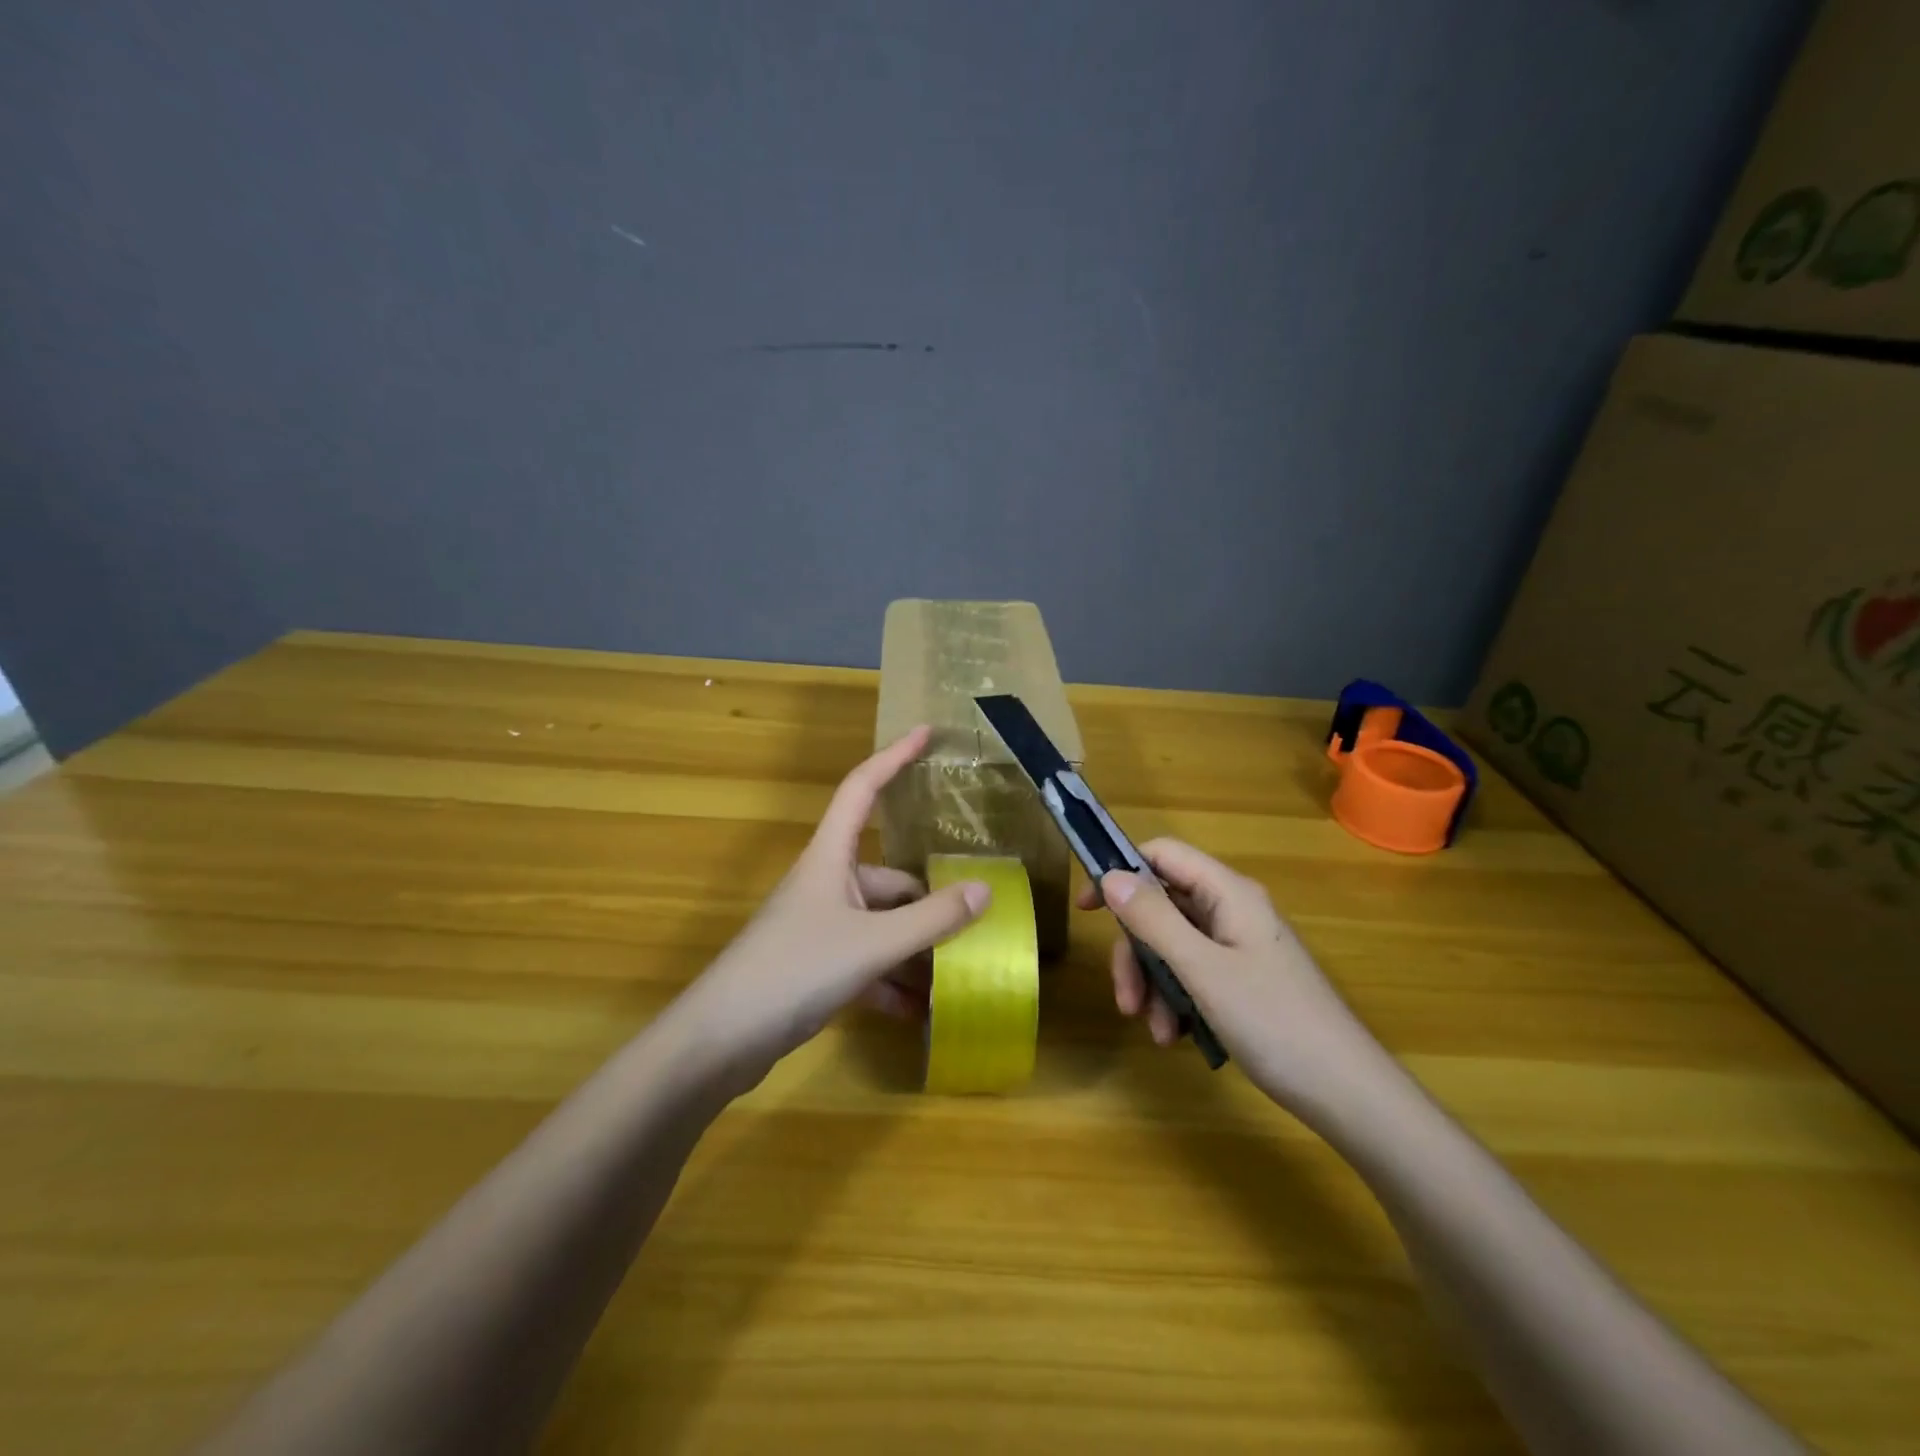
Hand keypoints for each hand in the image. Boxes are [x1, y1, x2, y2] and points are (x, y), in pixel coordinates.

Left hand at [669, 725, 990, 1093]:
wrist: (719, 1041)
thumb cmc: (794, 971)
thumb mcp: (872, 944)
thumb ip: (931, 919)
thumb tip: (984, 890)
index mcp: (831, 858)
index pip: (863, 788)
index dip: (894, 756)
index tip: (926, 733)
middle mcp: (826, 884)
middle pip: (890, 878)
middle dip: (929, 904)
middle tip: (975, 924)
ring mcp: (819, 927)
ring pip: (881, 926)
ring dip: (915, 951)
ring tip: (956, 977)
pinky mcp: (814, 967)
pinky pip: (866, 963)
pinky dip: (892, 983)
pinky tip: (919, 1013)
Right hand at [1077, 838, 1391, 1116]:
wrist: (1347, 1093)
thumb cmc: (1274, 1021)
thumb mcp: (1202, 969)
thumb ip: (1153, 919)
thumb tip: (1110, 875)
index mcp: (1228, 893)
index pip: (1163, 855)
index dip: (1121, 872)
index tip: (1088, 908)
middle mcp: (1232, 911)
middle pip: (1162, 908)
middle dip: (1136, 952)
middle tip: (1125, 999)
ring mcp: (1238, 947)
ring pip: (1173, 946)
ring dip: (1154, 984)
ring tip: (1156, 1031)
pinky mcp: (1243, 980)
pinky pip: (1193, 974)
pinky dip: (1176, 1000)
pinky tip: (1176, 1036)